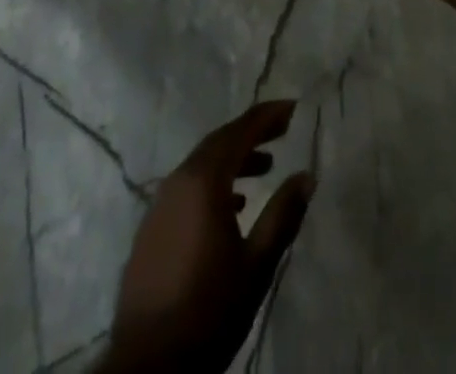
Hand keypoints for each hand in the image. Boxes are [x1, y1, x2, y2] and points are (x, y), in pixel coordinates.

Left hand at [100, 101, 313, 373]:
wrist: (148, 366)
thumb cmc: (208, 310)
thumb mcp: (256, 265)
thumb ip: (282, 215)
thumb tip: (307, 175)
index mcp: (203, 181)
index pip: (239, 131)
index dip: (267, 116)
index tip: (293, 108)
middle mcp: (178, 180)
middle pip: (219, 142)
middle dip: (252, 133)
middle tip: (283, 132)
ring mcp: (160, 203)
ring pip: (202, 164)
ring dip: (234, 159)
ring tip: (265, 168)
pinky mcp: (152, 227)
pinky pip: (188, 186)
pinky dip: (214, 182)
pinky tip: (232, 206)